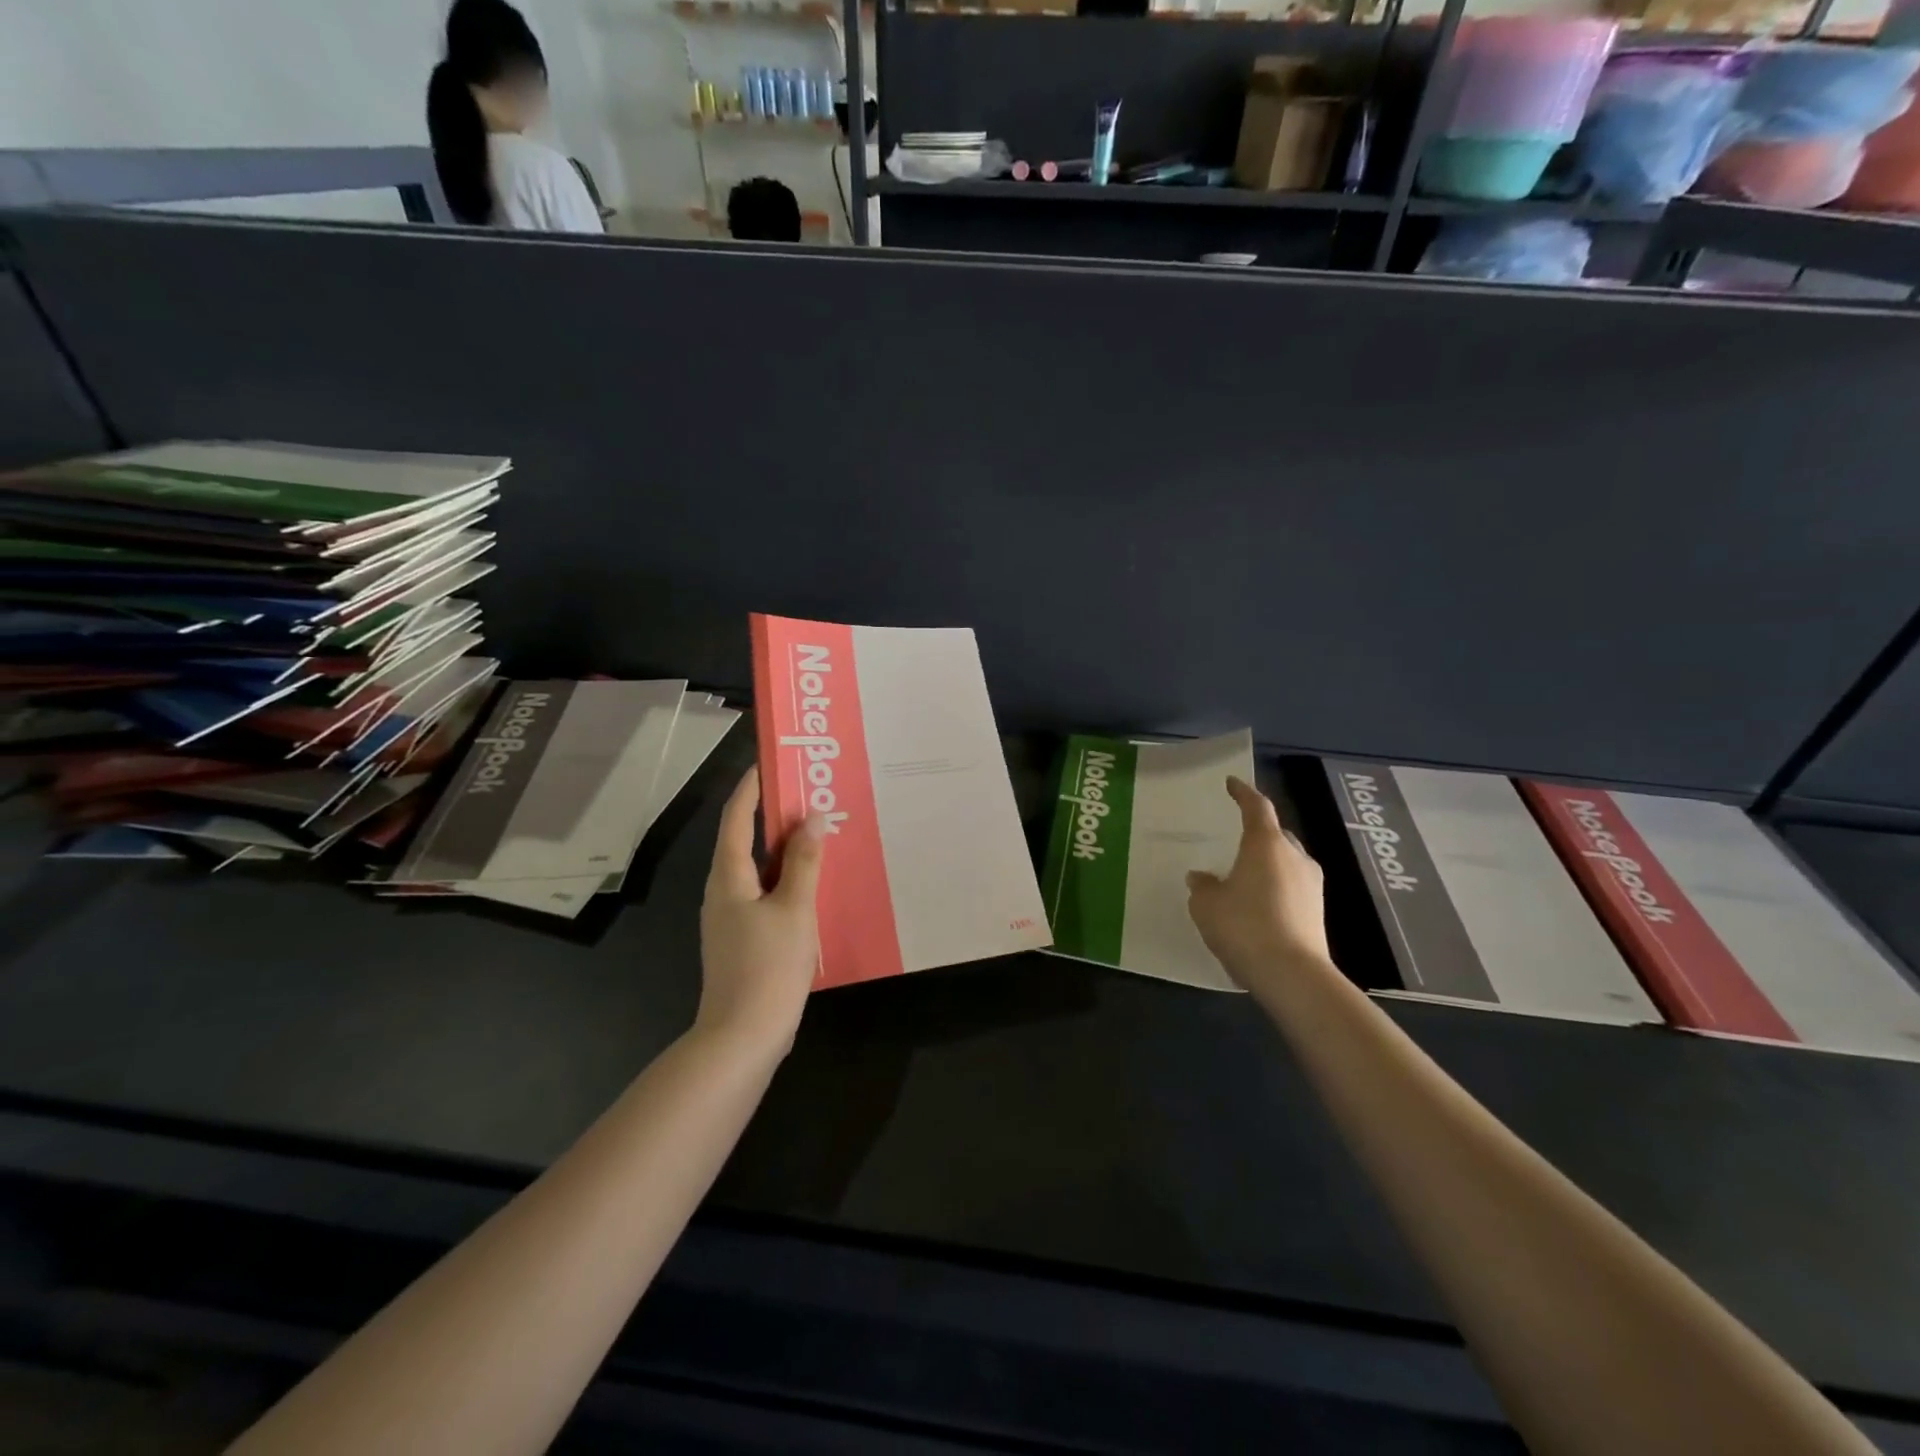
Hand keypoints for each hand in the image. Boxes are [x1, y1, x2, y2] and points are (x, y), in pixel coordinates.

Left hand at [698, 769, 825, 1053]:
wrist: (742, 1037)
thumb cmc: (768, 966)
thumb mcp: (795, 909)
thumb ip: (805, 862)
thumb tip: (813, 818)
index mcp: (729, 877)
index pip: (737, 818)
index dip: (751, 787)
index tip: (771, 761)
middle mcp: (723, 891)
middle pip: (746, 841)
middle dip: (774, 816)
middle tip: (810, 795)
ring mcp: (731, 917)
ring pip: (758, 869)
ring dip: (785, 849)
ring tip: (818, 833)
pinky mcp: (744, 938)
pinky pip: (766, 893)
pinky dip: (787, 879)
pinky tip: (813, 884)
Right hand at [1186, 776, 1330, 988]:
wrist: (1292, 975)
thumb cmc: (1244, 926)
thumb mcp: (1207, 905)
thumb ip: (1203, 886)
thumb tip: (1202, 878)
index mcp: (1266, 844)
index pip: (1257, 807)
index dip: (1243, 793)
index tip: (1232, 784)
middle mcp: (1294, 856)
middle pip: (1276, 835)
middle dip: (1257, 834)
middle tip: (1234, 840)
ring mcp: (1311, 884)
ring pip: (1286, 862)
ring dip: (1267, 864)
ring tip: (1243, 877)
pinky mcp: (1317, 911)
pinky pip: (1292, 887)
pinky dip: (1275, 888)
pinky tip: (1257, 906)